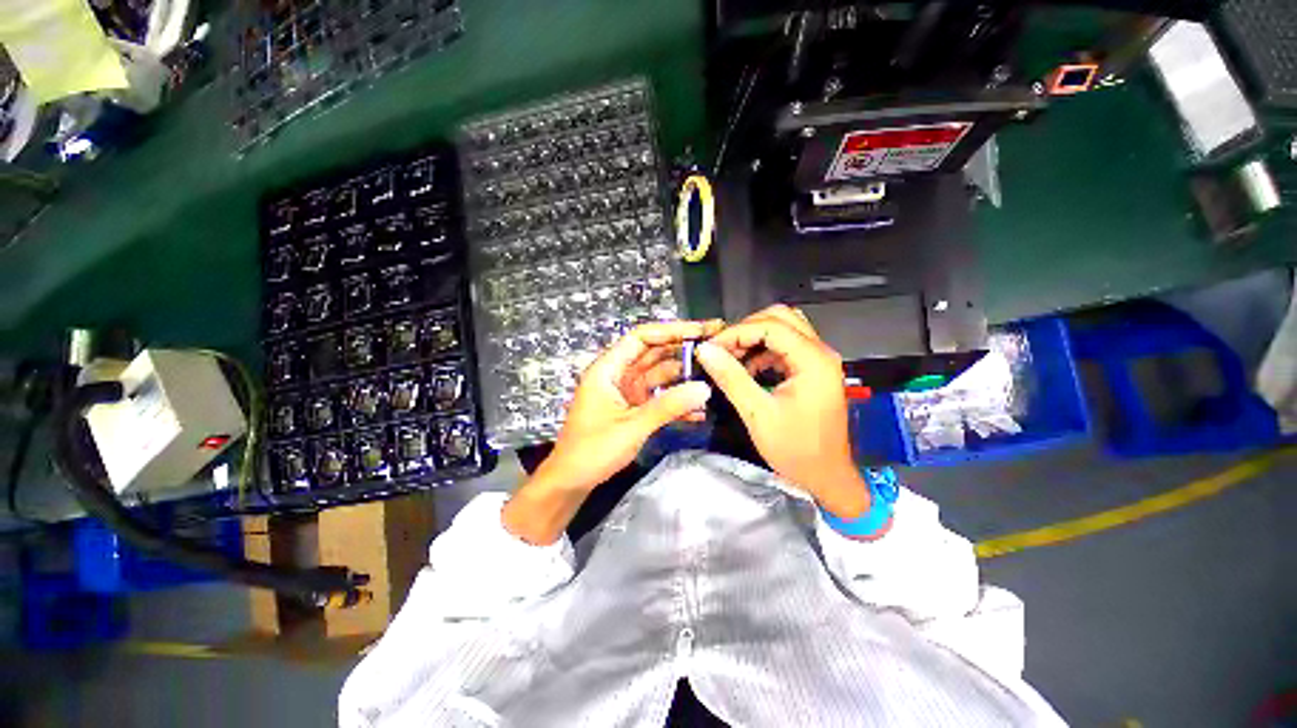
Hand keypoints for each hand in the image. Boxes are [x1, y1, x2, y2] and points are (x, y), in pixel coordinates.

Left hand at [504, 320, 721, 543]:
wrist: (571, 481)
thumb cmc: (592, 451)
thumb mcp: (631, 427)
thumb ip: (668, 407)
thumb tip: (704, 389)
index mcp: (608, 369)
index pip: (640, 338)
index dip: (670, 330)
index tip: (699, 331)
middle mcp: (618, 374)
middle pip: (653, 353)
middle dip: (682, 350)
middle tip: (715, 347)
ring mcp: (626, 391)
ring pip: (659, 375)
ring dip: (683, 378)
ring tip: (714, 377)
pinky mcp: (633, 408)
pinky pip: (658, 397)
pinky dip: (676, 401)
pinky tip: (699, 410)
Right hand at [695, 305, 867, 518]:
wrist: (826, 478)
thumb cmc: (795, 449)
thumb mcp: (757, 413)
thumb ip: (731, 377)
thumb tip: (705, 350)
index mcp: (813, 360)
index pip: (771, 326)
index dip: (737, 332)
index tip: (711, 348)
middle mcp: (820, 352)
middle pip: (780, 318)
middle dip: (746, 329)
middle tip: (722, 348)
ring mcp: (818, 361)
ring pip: (783, 329)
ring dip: (754, 338)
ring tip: (730, 357)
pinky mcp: (812, 371)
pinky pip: (785, 348)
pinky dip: (762, 352)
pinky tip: (746, 369)